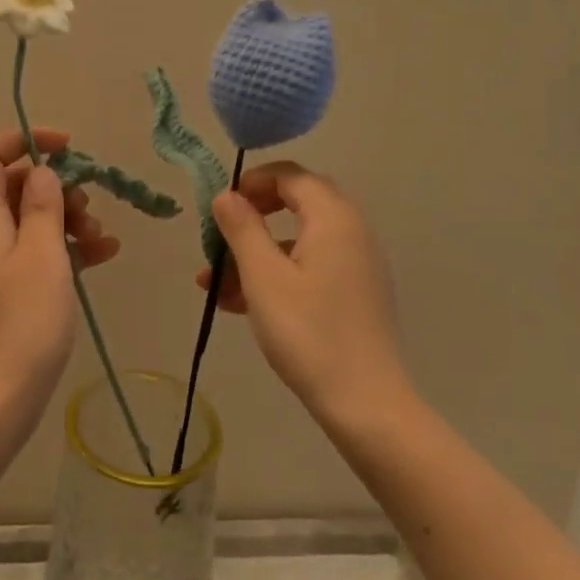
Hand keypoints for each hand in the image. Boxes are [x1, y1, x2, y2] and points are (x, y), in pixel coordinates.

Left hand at [0, 128, 121, 431]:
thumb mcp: (42, 255)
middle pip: (13, 185)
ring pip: (32, 219)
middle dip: (55, 185)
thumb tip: (41, 172)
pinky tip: (104, 256)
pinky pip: (40, 251)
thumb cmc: (20, 323)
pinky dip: (70, 247)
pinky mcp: (13, 290)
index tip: (66, 147)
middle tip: (88, 204)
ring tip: (102, 238)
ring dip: (68, 218)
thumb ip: (42, 207)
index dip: (23, 140)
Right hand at [197, 163, 412, 424]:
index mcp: (333, 218)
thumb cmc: (308, 332)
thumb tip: (226, 195)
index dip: (252, 182)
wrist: (365, 404)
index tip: (221, 206)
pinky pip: (309, 268)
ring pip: (298, 241)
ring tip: (213, 284)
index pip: (291, 175)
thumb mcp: (263, 276)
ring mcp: (356, 265)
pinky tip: (239, 304)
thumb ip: (242, 228)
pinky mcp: (354, 294)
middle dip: (251, 219)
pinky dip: (275, 275)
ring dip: (255, 254)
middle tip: (219, 237)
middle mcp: (351, 232)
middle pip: (296, 205)